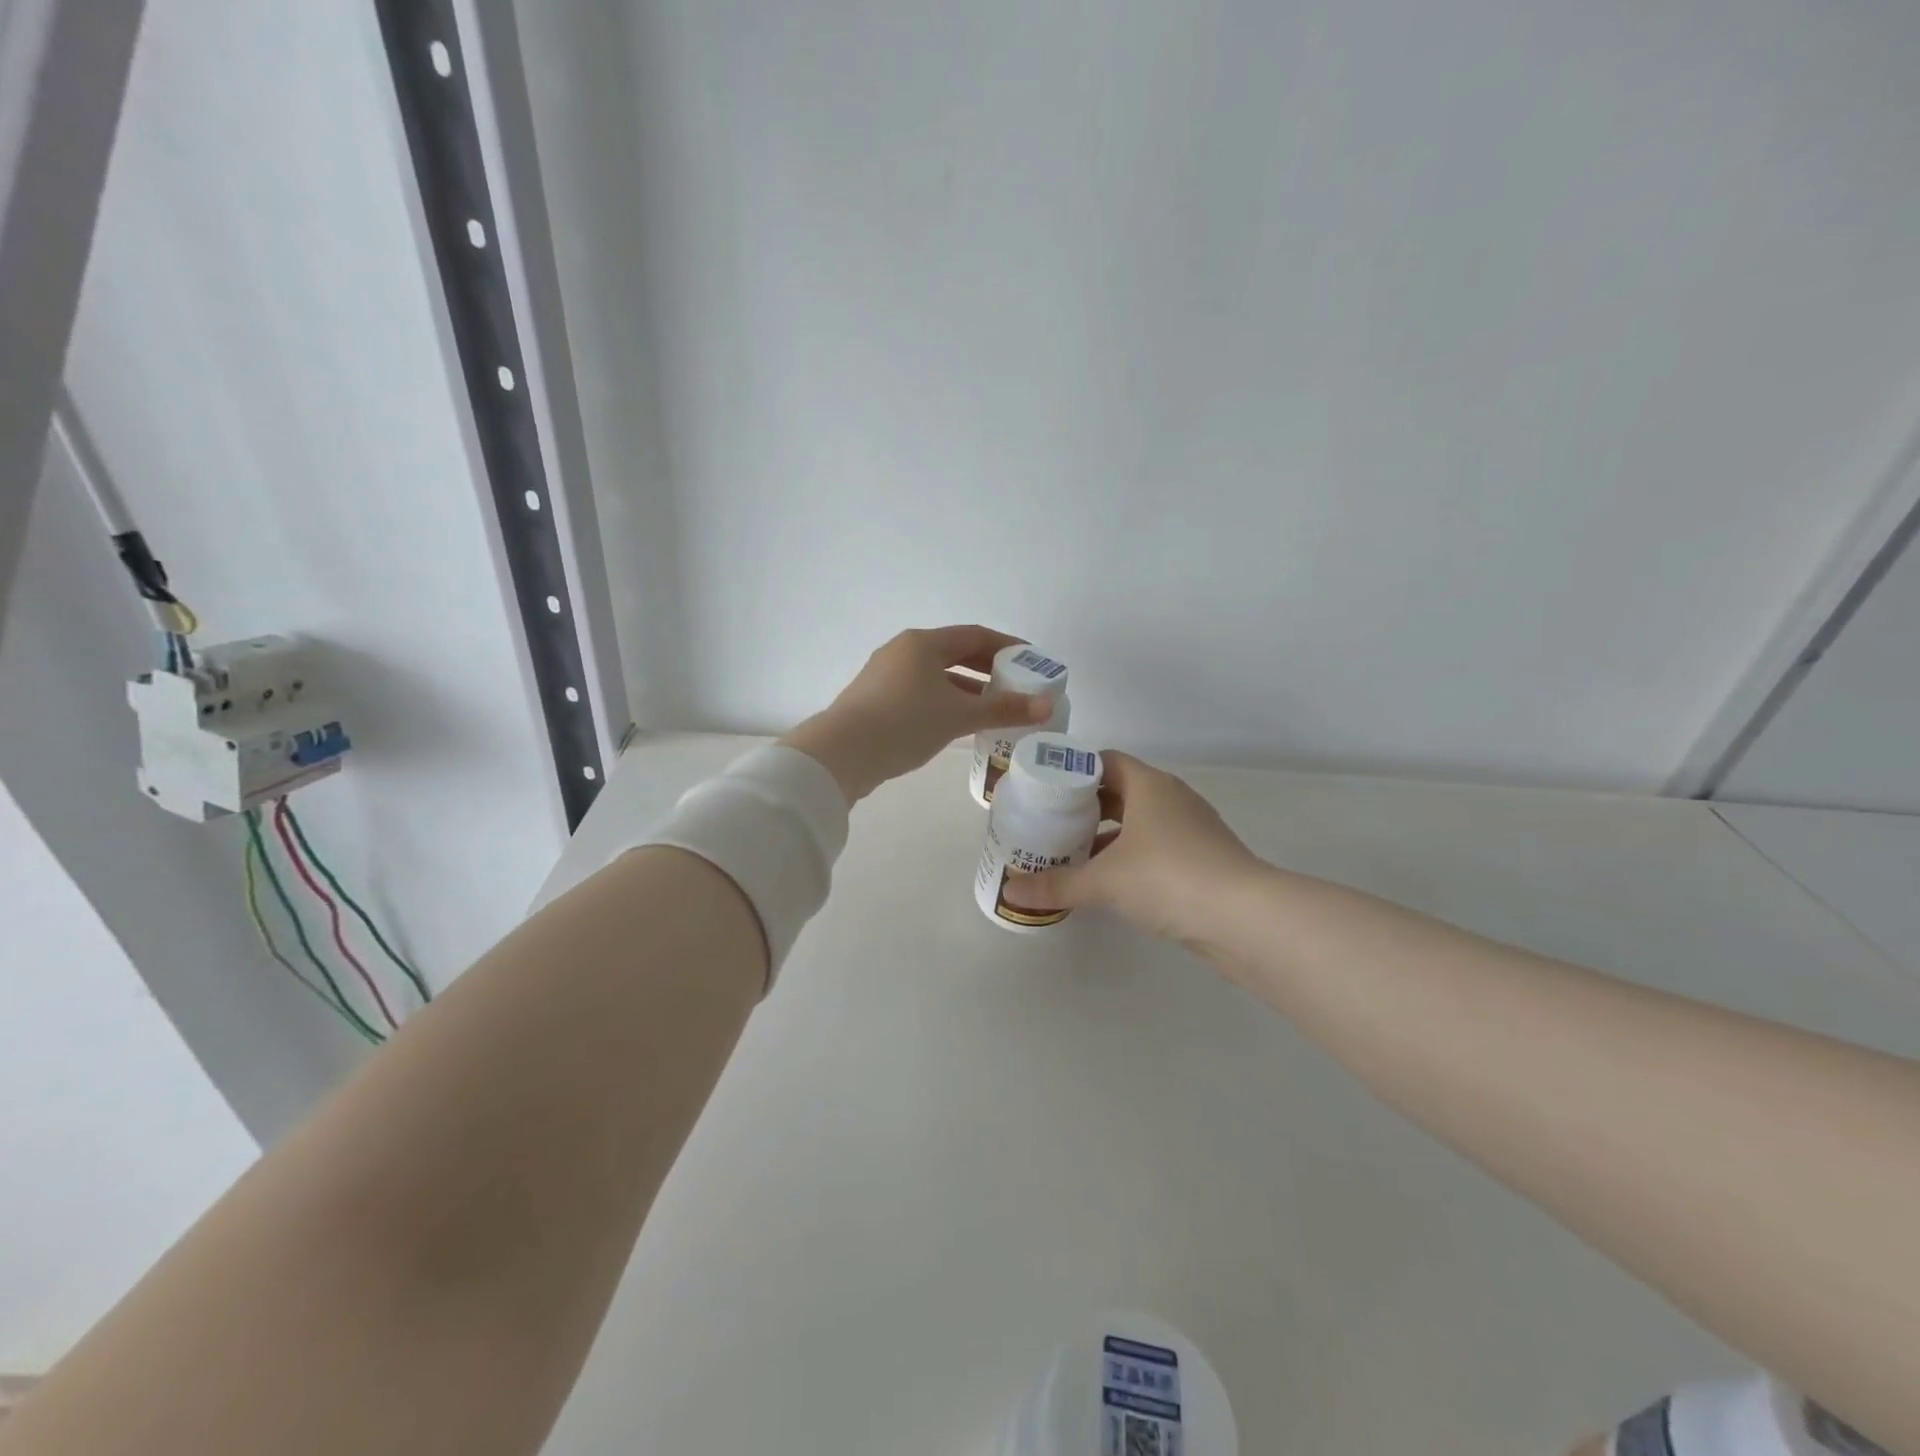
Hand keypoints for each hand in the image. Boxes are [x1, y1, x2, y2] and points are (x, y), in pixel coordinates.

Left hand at [779, 626, 1053, 802]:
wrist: (842, 753)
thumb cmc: (906, 723)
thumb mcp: (959, 716)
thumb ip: (1003, 709)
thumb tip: (1046, 706)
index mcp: (923, 643)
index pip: (975, 635)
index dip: (1007, 646)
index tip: (1031, 660)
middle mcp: (903, 651)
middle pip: (954, 653)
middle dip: (987, 668)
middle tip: (1016, 684)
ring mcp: (885, 675)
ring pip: (936, 675)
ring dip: (966, 688)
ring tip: (992, 708)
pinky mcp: (875, 700)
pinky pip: (920, 692)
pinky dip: (944, 701)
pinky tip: (957, 723)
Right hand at [999, 751, 1264, 947]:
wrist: (1245, 918)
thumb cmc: (1169, 877)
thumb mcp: (1104, 880)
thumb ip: (1057, 885)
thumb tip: (1010, 890)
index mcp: (1149, 785)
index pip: (1106, 761)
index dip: (1074, 772)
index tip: (1045, 790)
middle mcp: (1172, 799)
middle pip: (1121, 792)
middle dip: (1086, 807)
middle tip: (1050, 823)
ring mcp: (1192, 829)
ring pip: (1140, 822)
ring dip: (1108, 835)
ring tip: (1072, 854)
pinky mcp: (1203, 860)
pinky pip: (1156, 848)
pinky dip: (1131, 857)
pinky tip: (1109, 882)